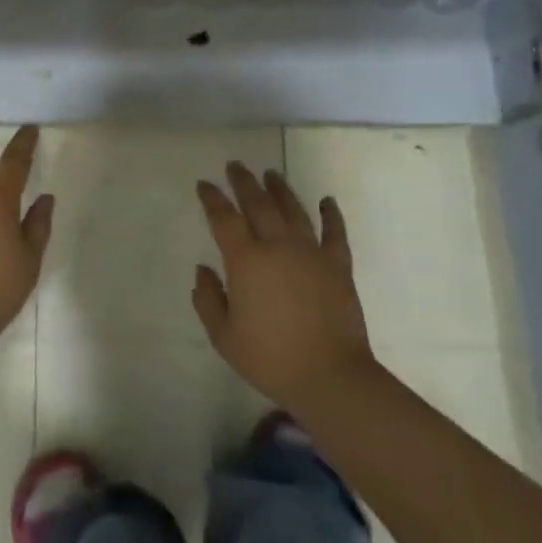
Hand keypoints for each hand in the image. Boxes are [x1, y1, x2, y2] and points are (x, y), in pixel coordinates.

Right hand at [192, 163, 375, 411]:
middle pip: (258, 203)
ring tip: (271, 174)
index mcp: (246, 260)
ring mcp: (311, 253)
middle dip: (244, 182)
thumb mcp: (224, 336)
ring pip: (293, 210)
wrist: (330, 377)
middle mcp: (277, 246)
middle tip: (235, 166)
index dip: (212, 198)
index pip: (224, 218)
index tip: (204, 184)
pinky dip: (331, 214)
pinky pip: (335, 233)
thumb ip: (208, 299)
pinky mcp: (338, 266)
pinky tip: (327, 201)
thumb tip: (203, 270)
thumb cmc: (270, 358)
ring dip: (280, 189)